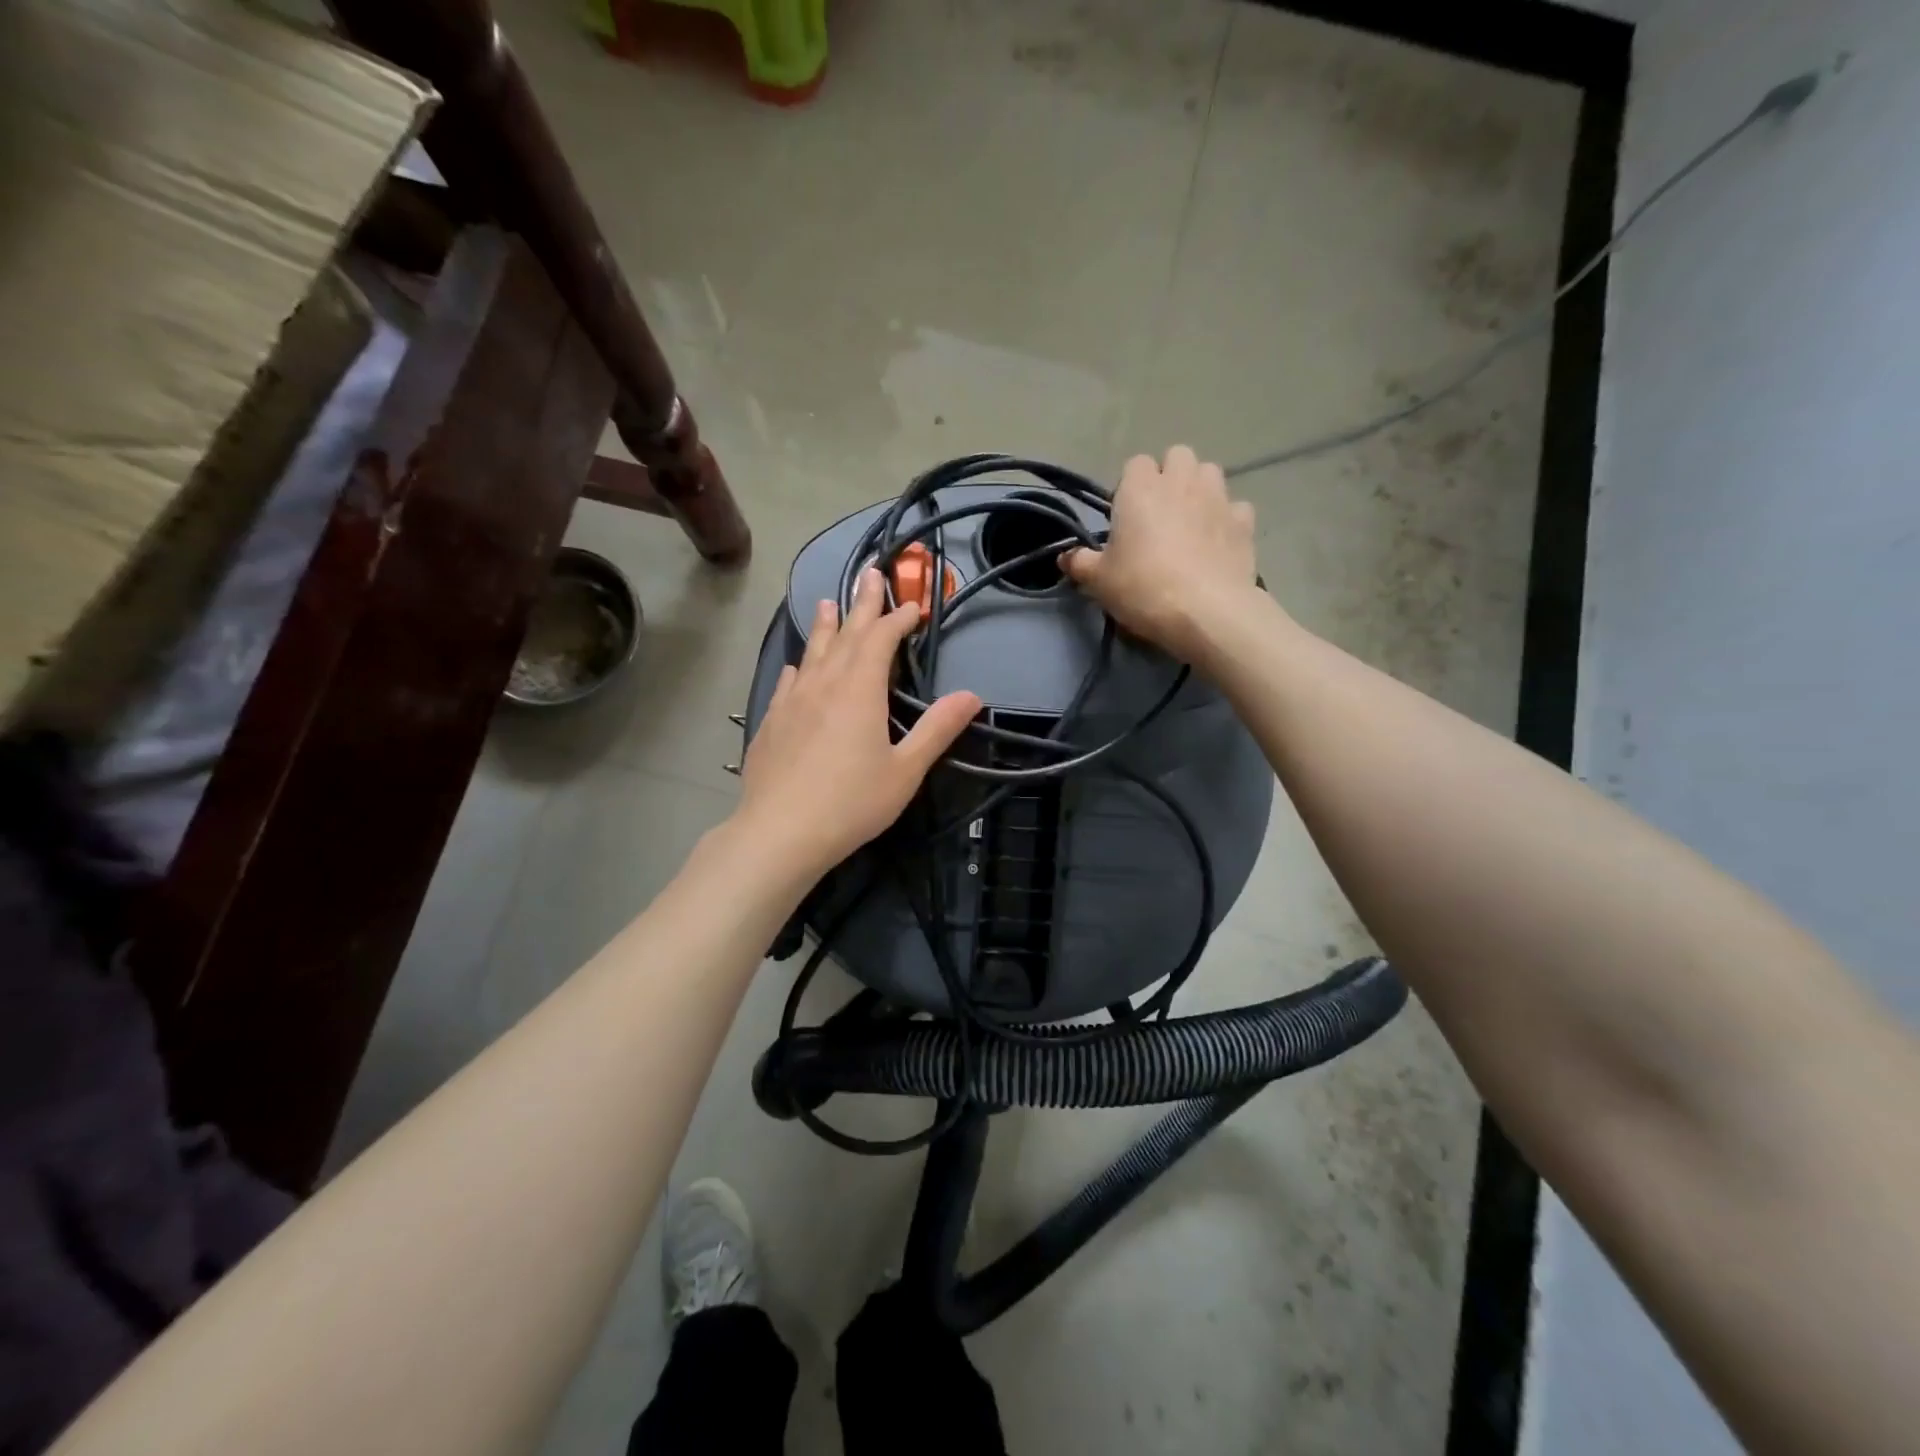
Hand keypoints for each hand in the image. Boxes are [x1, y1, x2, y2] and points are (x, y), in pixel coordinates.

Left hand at [733, 568, 981, 878]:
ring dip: (826, 626)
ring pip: (813, 652)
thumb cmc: (851, 802)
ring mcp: (793, 701)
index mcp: (859, 690)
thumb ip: (937, 729)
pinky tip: (798, 667)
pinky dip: (801, 666)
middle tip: (870, 574)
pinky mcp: (772, 722)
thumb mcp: (905, 770)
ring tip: (829, 603)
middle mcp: (824, 684)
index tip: (914, 607)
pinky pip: (790, 682)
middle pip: (846, 634)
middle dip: (863, 604)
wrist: (779, 832)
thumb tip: (971, 696)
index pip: (880, 639)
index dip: (898, 619)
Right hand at [1061, 446, 1261, 663]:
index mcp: (1141, 488)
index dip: (1130, 487)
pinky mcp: (1245, 522)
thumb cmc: (1143, 588)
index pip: (1135, 464)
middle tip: (1160, 515)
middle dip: (1170, 476)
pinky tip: (1217, 543)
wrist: (1207, 612)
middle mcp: (1182, 481)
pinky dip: (1226, 519)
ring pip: (1210, 473)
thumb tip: (1065, 556)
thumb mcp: (1099, 581)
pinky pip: (1235, 508)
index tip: (1126, 518)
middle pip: (1178, 456)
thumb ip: (1080, 563)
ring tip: (1190, 523)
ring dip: (1200, 489)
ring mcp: (1219, 498)